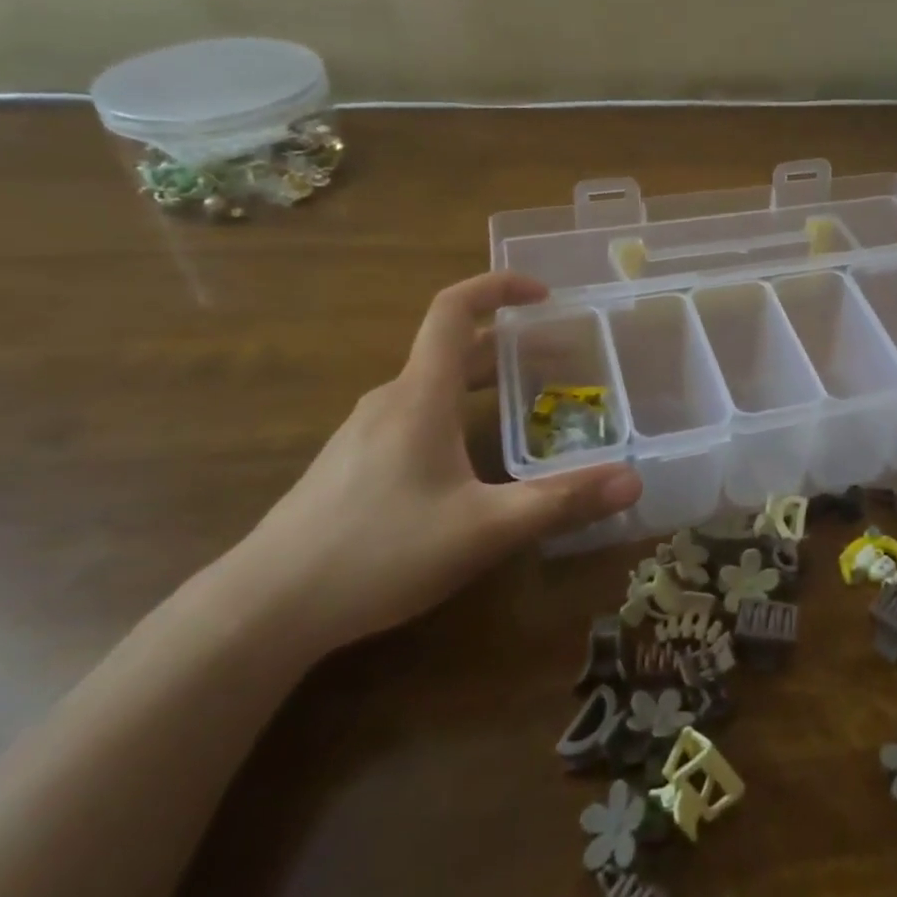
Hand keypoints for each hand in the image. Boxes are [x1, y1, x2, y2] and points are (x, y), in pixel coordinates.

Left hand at [222, 272, 641, 652]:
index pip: (454, 309)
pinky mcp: (350, 464)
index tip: (544, 294)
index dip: (498, 287)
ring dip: (480, 381)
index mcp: (420, 395)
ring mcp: (363, 432)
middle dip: (507, 344)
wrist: (263, 609)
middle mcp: (390, 400)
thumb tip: (633, 480)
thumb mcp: (485, 528)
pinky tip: (469, 463)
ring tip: (524, 407)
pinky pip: (413, 416)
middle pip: (451, 349)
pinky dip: (453, 412)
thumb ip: (561, 501)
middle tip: (559, 359)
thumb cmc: (379, 551)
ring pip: (431, 386)